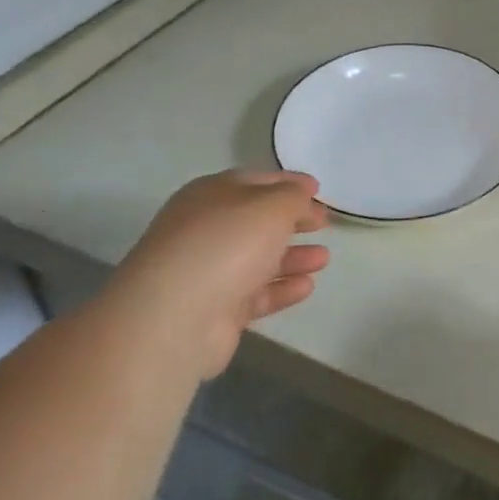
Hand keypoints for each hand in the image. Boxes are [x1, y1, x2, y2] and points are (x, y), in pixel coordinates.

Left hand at [112, 169, 328, 378]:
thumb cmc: (226, 245)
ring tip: (324, 259)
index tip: (319, 189)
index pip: (256, 181)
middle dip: (292, 222)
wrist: (174, 318)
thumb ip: (294, 196)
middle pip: (257, 221)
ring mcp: (208, 272)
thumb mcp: (272, 206)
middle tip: (324, 224)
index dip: (289, 183)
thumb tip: (303, 192)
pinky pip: (255, 294)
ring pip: (258, 259)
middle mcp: (206, 230)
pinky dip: (281, 289)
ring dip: (293, 257)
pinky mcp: (214, 311)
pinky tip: (307, 286)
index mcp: (211, 195)